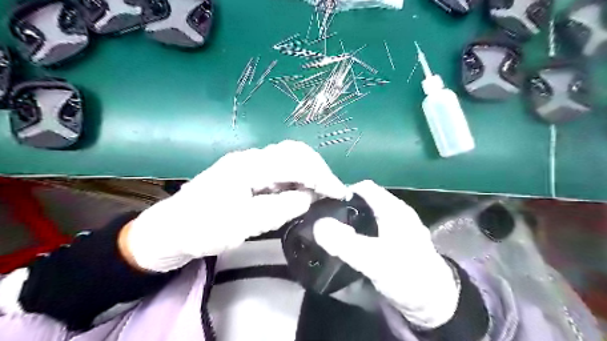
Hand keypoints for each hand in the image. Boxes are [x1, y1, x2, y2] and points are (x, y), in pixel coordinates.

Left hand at [125, 139, 348, 271]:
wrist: (171, 229)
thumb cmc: (203, 228)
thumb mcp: (244, 223)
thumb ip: (281, 208)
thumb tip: (310, 197)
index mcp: (249, 165)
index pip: (295, 161)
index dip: (320, 175)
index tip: (338, 192)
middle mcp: (251, 158)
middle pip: (294, 152)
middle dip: (318, 170)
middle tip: (332, 190)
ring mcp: (249, 164)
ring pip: (288, 159)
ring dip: (309, 173)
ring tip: (322, 191)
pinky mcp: (248, 173)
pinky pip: (279, 170)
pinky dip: (296, 179)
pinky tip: (302, 191)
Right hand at [316, 183, 457, 328]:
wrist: (435, 304)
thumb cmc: (408, 277)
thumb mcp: (375, 261)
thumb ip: (345, 243)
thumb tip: (317, 225)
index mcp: (393, 209)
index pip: (363, 187)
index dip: (343, 192)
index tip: (323, 205)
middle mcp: (395, 212)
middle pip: (363, 199)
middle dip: (343, 206)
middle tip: (323, 220)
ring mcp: (395, 226)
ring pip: (366, 213)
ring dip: (349, 219)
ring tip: (330, 230)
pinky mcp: (393, 240)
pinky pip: (370, 227)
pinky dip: (357, 230)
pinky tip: (347, 241)